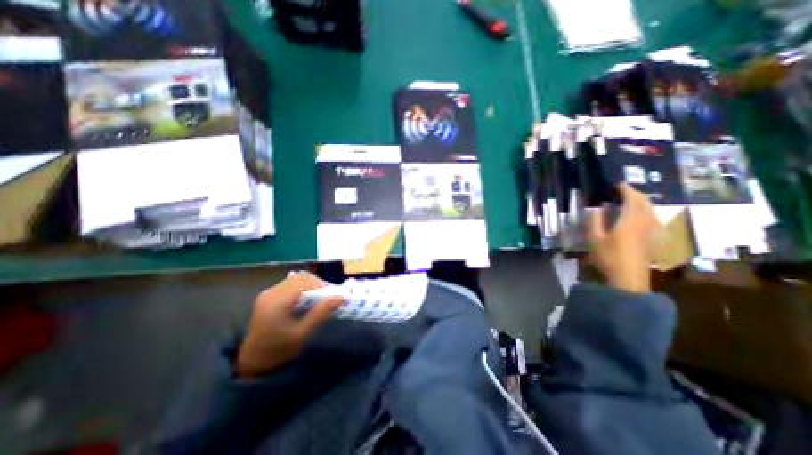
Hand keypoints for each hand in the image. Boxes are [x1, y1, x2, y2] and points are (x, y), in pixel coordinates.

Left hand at [238, 272, 344, 378]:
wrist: (252, 362)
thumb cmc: (279, 349)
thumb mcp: (302, 333)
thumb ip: (321, 312)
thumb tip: (341, 297)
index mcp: (278, 301)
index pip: (304, 281)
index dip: (321, 284)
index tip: (332, 294)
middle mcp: (271, 292)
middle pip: (300, 278)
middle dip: (316, 283)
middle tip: (327, 296)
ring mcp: (267, 293)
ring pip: (295, 279)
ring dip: (309, 284)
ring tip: (318, 297)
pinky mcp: (267, 295)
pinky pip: (289, 284)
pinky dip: (301, 287)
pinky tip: (305, 299)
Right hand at [588, 183, 661, 294]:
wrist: (628, 278)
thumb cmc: (609, 257)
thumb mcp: (594, 239)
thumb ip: (594, 222)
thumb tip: (595, 208)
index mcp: (630, 221)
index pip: (632, 200)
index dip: (626, 190)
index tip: (619, 184)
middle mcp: (644, 223)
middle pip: (645, 203)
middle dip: (636, 194)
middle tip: (625, 190)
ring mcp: (651, 231)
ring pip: (651, 211)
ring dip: (643, 202)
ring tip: (633, 200)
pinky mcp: (652, 239)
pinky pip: (653, 219)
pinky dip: (647, 212)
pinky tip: (643, 216)